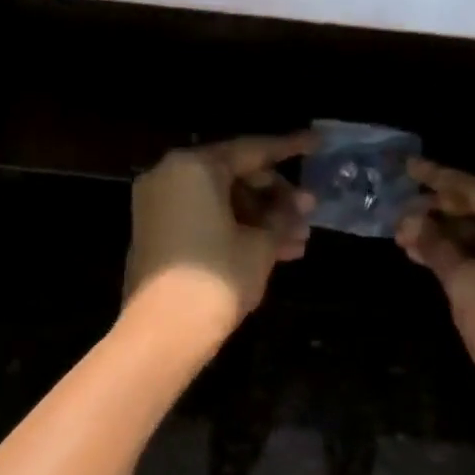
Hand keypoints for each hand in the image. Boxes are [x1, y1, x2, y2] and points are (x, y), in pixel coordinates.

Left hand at [123, 133, 316, 345]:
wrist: (165, 330)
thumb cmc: (218, 278)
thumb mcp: (260, 246)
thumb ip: (282, 218)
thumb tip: (300, 206)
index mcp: (194, 167)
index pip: (252, 150)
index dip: (290, 148)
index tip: (317, 143)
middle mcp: (170, 176)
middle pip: (234, 176)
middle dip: (275, 197)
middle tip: (309, 214)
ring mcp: (159, 206)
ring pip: (221, 202)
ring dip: (260, 219)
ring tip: (298, 242)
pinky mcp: (157, 234)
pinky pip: (203, 219)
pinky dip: (234, 230)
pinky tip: (272, 251)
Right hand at [395, 159, 474, 388]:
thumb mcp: (463, 279)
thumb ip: (435, 245)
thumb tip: (408, 222)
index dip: (438, 180)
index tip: (408, 170)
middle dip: (439, 212)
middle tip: (399, 212)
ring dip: (447, 238)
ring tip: (405, 237)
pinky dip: (462, 258)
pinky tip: (431, 259)